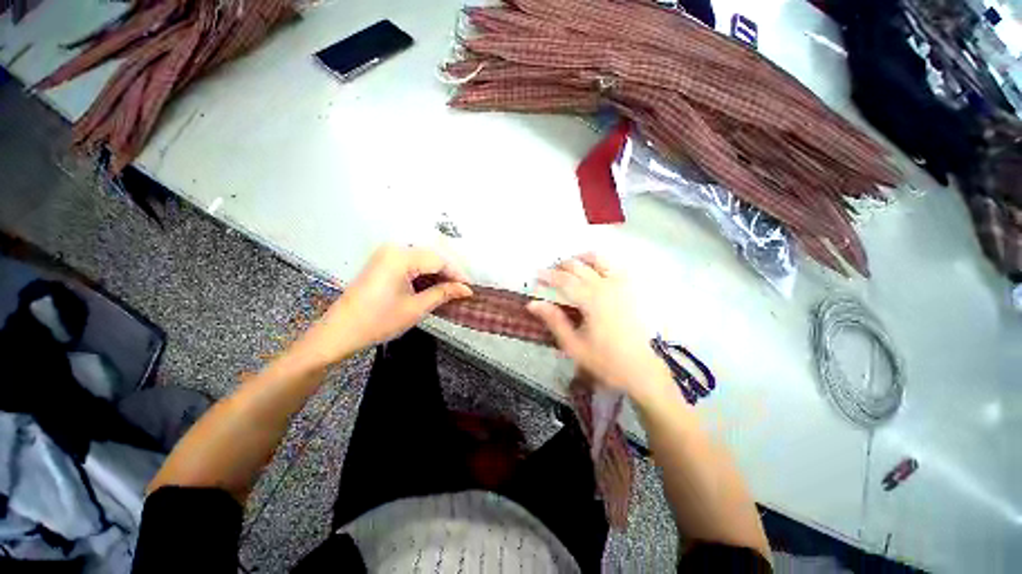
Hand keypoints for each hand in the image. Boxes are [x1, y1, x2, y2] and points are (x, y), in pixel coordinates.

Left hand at [299, 245, 471, 364]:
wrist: (340, 332)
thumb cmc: (378, 321)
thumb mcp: (416, 308)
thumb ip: (443, 293)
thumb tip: (466, 289)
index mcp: (400, 257)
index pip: (439, 260)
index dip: (457, 274)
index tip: (470, 288)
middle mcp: (393, 249)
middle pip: (431, 256)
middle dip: (449, 273)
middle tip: (462, 290)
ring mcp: (386, 254)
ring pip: (423, 258)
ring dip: (438, 273)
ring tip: (450, 290)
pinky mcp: (383, 262)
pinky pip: (411, 262)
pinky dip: (424, 274)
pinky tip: (433, 286)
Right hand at [526, 254, 671, 398]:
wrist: (643, 370)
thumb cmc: (606, 361)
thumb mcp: (574, 345)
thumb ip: (554, 320)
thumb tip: (532, 304)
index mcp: (592, 299)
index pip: (564, 280)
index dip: (548, 276)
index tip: (536, 274)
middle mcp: (608, 286)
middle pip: (580, 267)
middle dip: (562, 266)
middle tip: (550, 271)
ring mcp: (624, 285)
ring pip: (601, 260)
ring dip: (582, 258)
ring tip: (572, 263)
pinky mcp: (634, 289)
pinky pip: (617, 266)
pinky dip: (602, 263)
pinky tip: (596, 270)